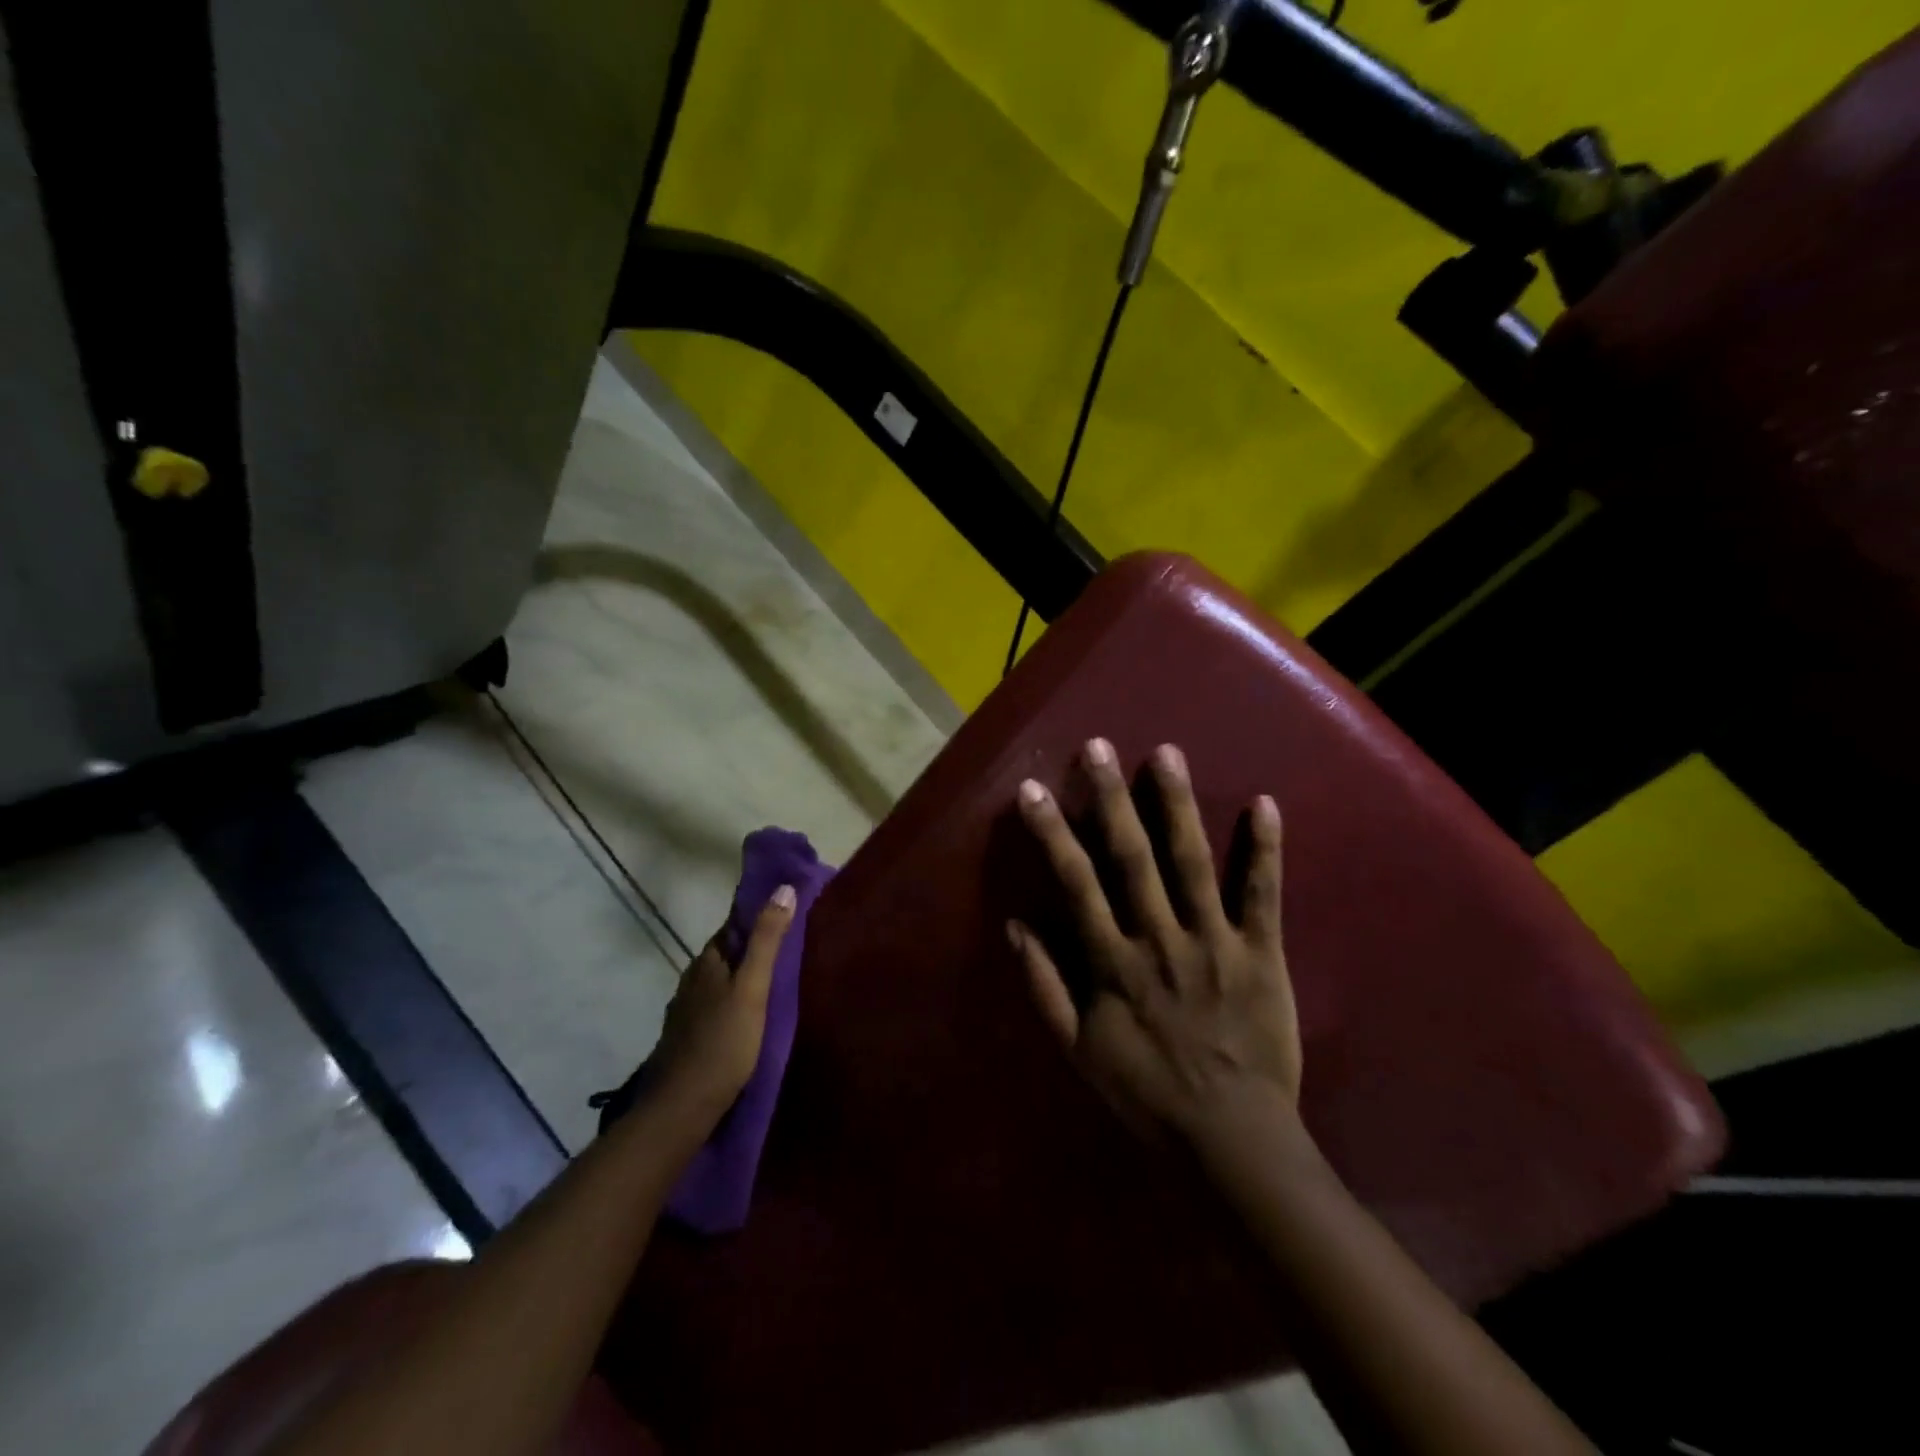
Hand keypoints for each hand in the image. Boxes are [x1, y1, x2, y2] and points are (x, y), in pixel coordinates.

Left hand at [648, 888, 795, 1115]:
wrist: (682, 1107)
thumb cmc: (723, 1042)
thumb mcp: (753, 988)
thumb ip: (768, 940)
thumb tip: (783, 888)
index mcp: (708, 961)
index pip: (733, 924)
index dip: (757, 914)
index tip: (787, 907)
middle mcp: (692, 979)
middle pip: (726, 951)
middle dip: (753, 944)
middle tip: (791, 941)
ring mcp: (687, 1009)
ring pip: (720, 979)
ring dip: (743, 973)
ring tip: (776, 975)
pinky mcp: (688, 1035)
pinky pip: (716, 1004)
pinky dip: (735, 998)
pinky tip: (750, 1012)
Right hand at [1008, 739, 1301, 1145]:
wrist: (1231, 1140)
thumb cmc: (1147, 1094)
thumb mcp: (1077, 1051)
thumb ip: (1044, 987)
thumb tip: (1016, 925)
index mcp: (1114, 962)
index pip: (1076, 883)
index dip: (1052, 833)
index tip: (1032, 789)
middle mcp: (1160, 939)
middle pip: (1132, 857)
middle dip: (1111, 798)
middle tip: (1098, 747)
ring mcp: (1215, 942)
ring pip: (1193, 862)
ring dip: (1177, 805)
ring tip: (1166, 753)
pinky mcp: (1262, 953)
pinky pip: (1264, 894)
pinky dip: (1265, 849)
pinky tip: (1264, 803)